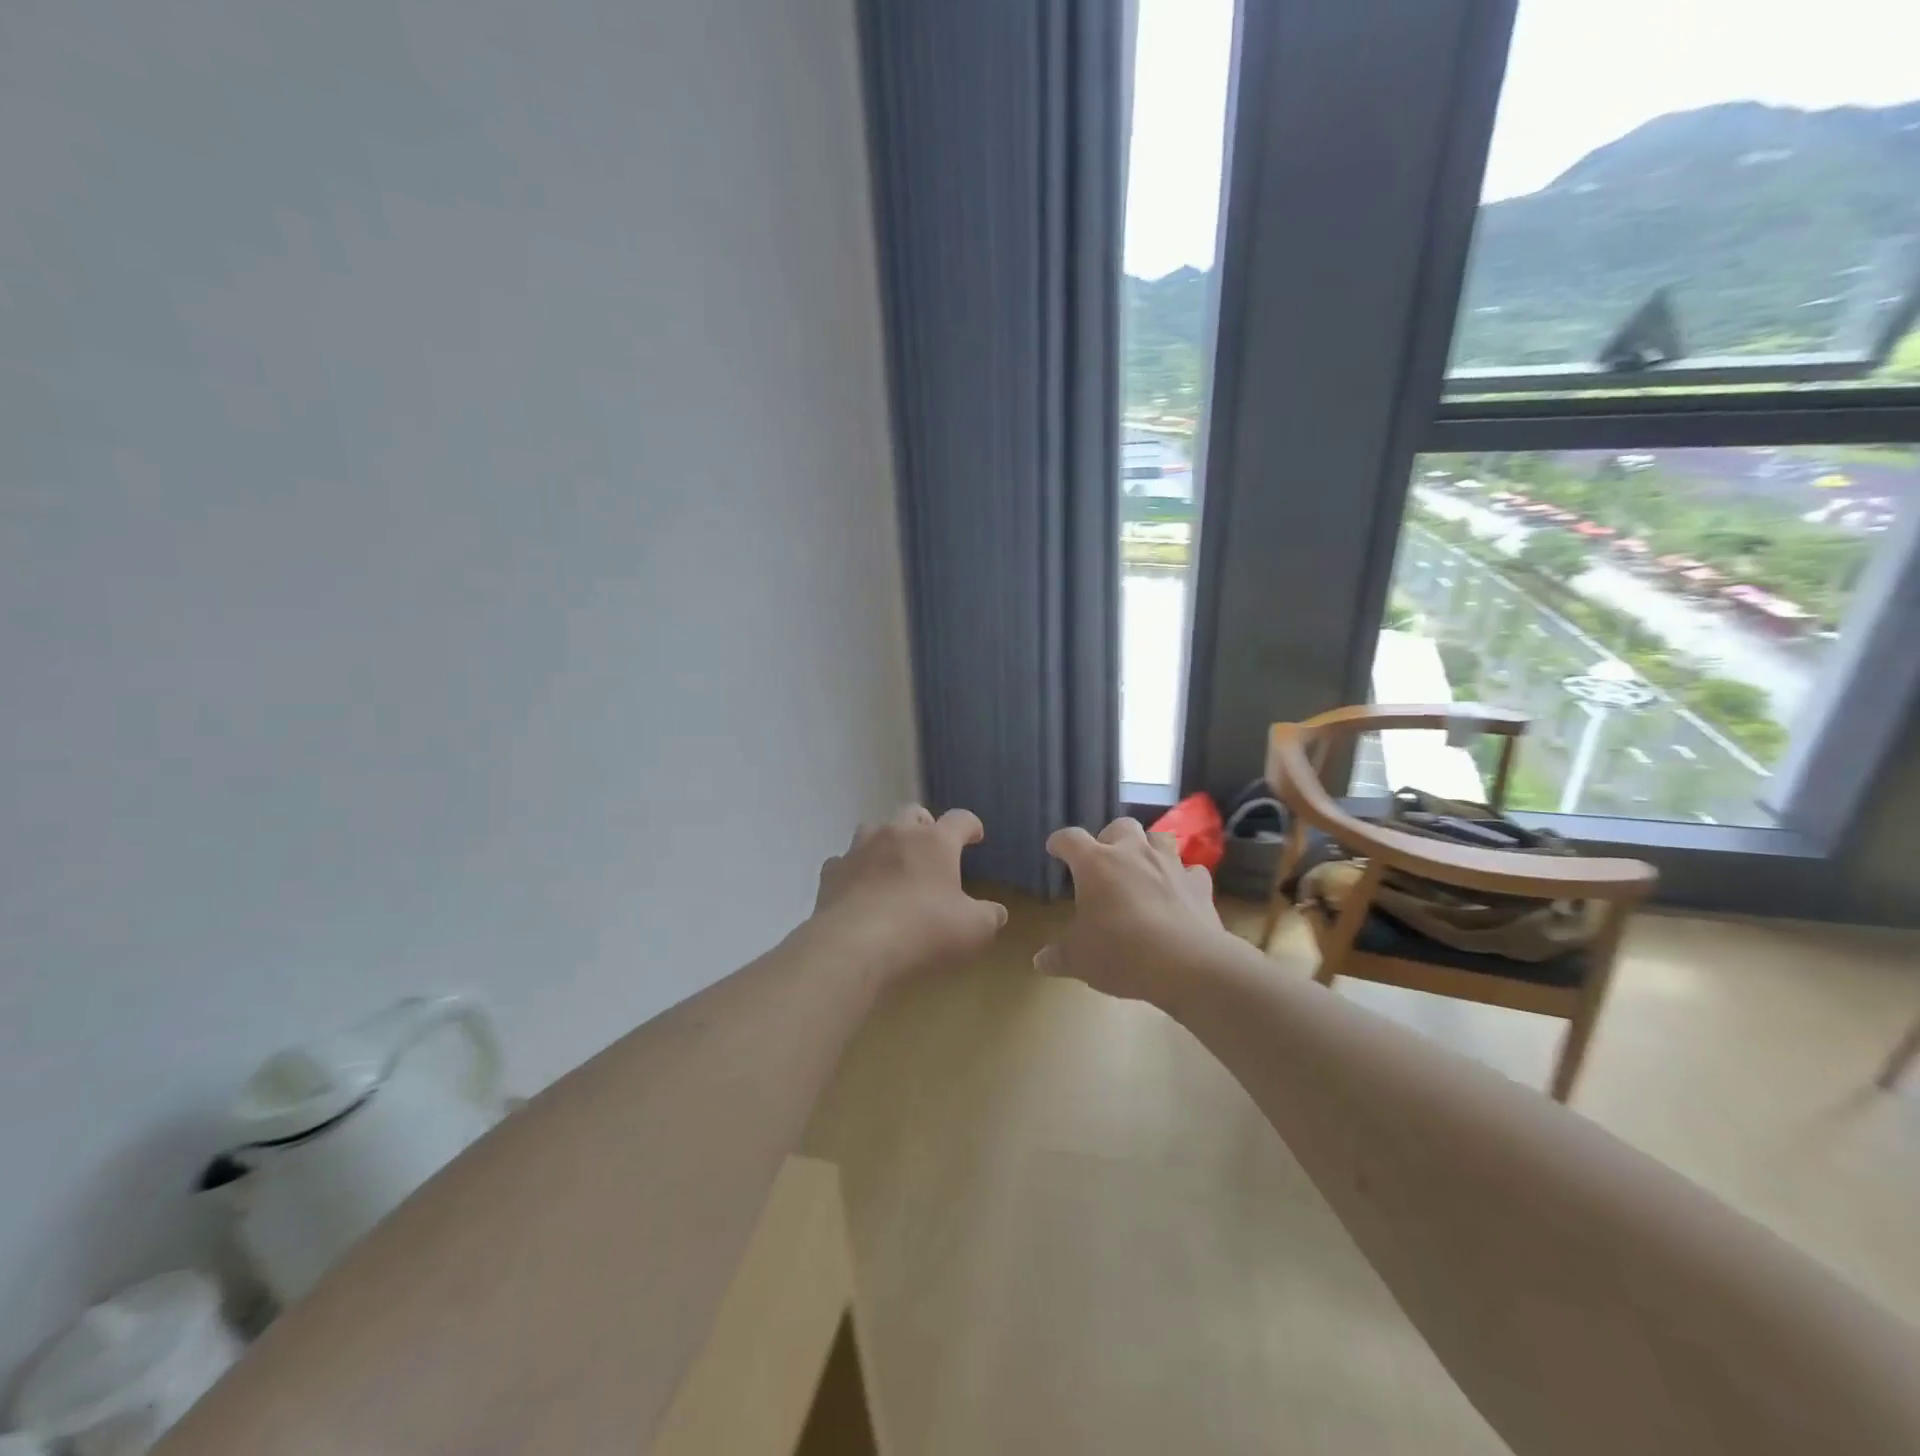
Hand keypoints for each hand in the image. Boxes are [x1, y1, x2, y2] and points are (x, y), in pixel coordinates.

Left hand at [809, 804, 1008, 986]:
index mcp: (935, 842)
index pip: (960, 820)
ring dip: (888, 841)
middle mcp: (897, 834)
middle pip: (914, 813)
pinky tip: (860, 888)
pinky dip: (856, 869)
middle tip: (932, 849)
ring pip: (876, 829)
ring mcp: (860, 848)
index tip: (975, 836)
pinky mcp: (832, 870)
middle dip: (925, 827)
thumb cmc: (923, 931)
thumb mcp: (972, 930)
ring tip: (893, 864)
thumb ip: (989, 916)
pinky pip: (846, 860)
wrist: (853, 946)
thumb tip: (995, 911)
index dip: (971, 826)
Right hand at [1035, 817, 1235, 1008]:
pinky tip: (1179, 891)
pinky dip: (1183, 877)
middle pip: (1120, 826)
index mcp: (1095, 863)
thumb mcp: (1078, 959)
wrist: (1186, 964)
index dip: (1060, 842)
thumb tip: (1041, 961)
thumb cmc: (1120, 952)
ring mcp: (1170, 865)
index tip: (1055, 848)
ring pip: (1159, 837)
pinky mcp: (1199, 884)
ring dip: (1149, 847)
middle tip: (1105, 859)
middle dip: (1111, 837)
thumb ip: (1057, 956)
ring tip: (1143, 866)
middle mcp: (1133, 853)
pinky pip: (1191, 870)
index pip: (1070, 839)